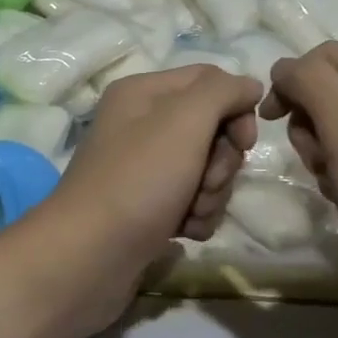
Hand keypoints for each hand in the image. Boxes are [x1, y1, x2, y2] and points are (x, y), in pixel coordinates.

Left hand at [35, 65, 260, 309]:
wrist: (89, 257)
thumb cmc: (138, 180)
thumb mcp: (183, 121)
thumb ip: (222, 92)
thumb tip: (249, 86)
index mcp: (144, 93)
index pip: (209, 80)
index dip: (236, 108)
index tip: (243, 141)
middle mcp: (141, 124)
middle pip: (211, 129)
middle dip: (221, 161)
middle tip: (206, 181)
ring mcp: (144, 169)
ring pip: (206, 170)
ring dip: (211, 194)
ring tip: (190, 212)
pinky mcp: (148, 207)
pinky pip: (192, 202)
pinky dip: (196, 216)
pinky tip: (183, 231)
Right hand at [262, 43, 337, 277]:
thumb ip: (309, 84)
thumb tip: (282, 68)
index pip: (326, 56)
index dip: (292, 82)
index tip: (269, 119)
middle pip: (327, 88)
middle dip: (311, 123)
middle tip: (320, 157)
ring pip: (330, 121)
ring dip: (319, 149)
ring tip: (335, 178)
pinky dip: (334, 169)